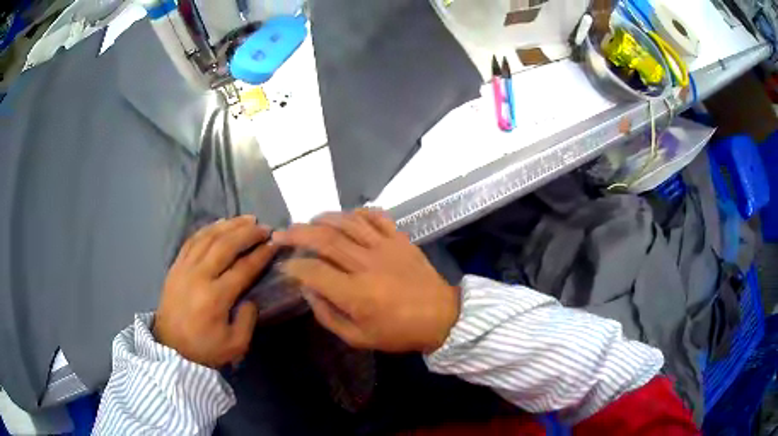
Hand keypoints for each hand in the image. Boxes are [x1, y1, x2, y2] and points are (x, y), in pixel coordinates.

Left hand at [154, 215, 278, 367]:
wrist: (170, 348)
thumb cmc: (204, 349)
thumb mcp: (235, 345)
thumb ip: (247, 320)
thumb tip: (249, 298)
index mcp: (215, 297)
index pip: (243, 268)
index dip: (261, 254)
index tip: (274, 244)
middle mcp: (199, 276)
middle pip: (226, 245)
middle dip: (248, 233)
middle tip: (264, 227)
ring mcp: (184, 268)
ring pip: (208, 237)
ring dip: (229, 225)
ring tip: (247, 219)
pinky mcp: (175, 266)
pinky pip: (192, 240)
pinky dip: (208, 229)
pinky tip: (220, 223)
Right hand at [273, 209, 459, 353]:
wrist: (441, 317)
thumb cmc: (398, 332)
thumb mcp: (358, 337)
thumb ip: (328, 315)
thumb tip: (309, 291)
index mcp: (356, 293)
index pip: (314, 271)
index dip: (293, 266)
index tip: (285, 266)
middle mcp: (367, 265)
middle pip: (325, 240)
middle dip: (298, 233)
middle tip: (282, 233)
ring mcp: (385, 247)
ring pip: (348, 222)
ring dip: (324, 218)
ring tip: (310, 221)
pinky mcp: (400, 239)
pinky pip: (377, 217)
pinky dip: (359, 212)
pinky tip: (347, 216)